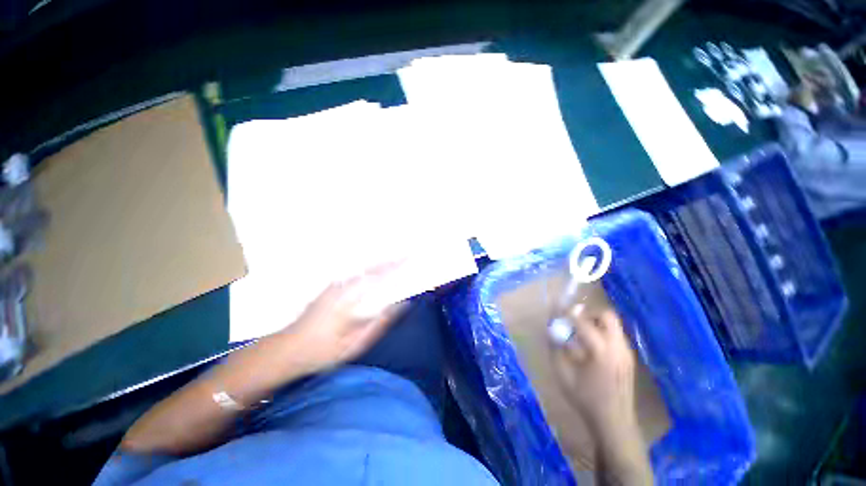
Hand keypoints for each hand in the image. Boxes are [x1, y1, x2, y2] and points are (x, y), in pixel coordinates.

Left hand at [283, 262, 406, 372]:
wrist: (286, 350)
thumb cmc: (321, 351)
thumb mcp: (355, 343)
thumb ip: (379, 323)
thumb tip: (401, 305)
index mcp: (349, 299)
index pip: (377, 276)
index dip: (395, 266)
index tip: (408, 257)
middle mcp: (342, 286)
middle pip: (371, 269)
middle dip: (390, 261)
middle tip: (406, 257)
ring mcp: (334, 286)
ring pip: (362, 270)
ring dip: (380, 265)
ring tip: (396, 263)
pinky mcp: (330, 289)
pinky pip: (356, 275)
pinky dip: (370, 271)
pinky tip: (375, 273)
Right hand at [550, 307, 637, 439]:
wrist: (614, 421)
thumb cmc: (585, 398)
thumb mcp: (562, 373)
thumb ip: (555, 347)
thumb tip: (551, 328)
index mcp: (601, 351)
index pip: (583, 322)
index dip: (568, 314)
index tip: (558, 311)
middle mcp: (618, 347)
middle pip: (607, 315)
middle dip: (589, 314)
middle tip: (575, 322)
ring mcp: (626, 352)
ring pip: (613, 324)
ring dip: (596, 322)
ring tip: (582, 335)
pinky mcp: (629, 358)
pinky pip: (615, 335)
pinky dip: (602, 332)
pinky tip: (592, 348)